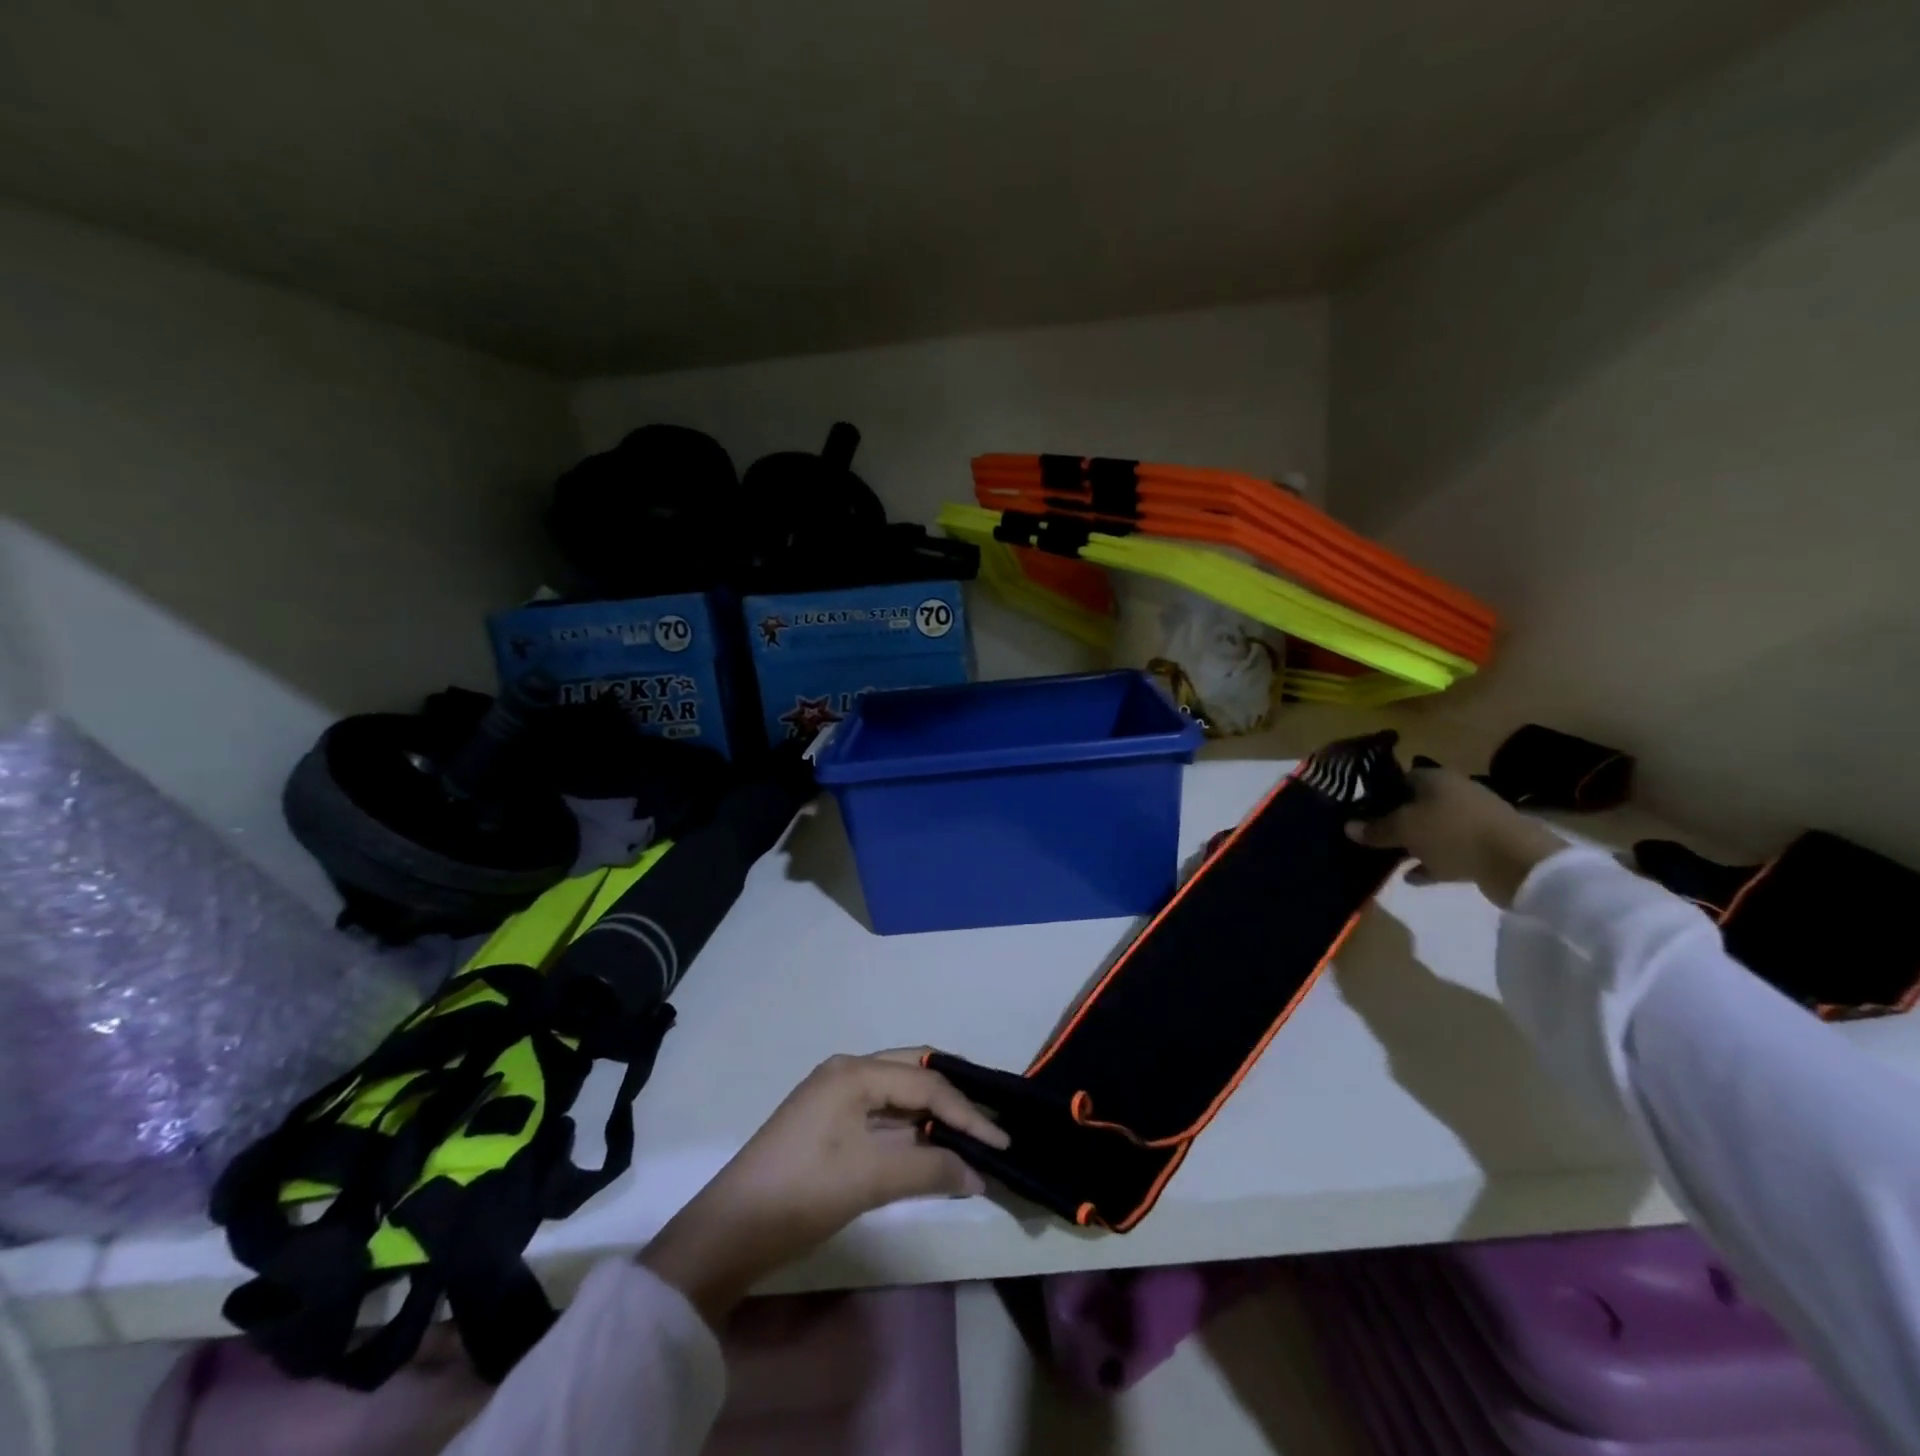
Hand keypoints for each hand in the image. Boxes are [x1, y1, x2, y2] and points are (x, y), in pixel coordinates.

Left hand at [640, 1050, 1007, 1327]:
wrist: (730, 1231)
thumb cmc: (803, 1192)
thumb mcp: (871, 1179)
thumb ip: (931, 1170)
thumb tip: (979, 1175)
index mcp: (854, 1071)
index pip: (925, 1083)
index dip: (967, 1113)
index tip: (1001, 1142)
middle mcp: (846, 1071)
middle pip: (913, 1072)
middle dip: (952, 1097)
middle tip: (989, 1122)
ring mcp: (834, 1096)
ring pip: (896, 1094)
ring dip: (931, 1114)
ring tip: (969, 1136)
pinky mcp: (828, 1123)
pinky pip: (880, 1115)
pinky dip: (909, 1129)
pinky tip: (930, 1148)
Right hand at [1347, 764, 1566, 907]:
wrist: (1518, 863)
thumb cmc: (1453, 833)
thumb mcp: (1404, 829)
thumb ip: (1375, 829)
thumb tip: (1348, 826)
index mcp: (1435, 778)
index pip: (1399, 778)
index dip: (1378, 794)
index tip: (1360, 813)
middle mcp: (1454, 793)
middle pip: (1415, 805)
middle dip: (1394, 821)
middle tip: (1370, 838)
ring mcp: (1472, 820)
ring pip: (1432, 830)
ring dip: (1413, 844)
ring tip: (1388, 859)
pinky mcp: (1485, 846)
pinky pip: (1449, 852)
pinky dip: (1431, 863)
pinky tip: (1413, 877)